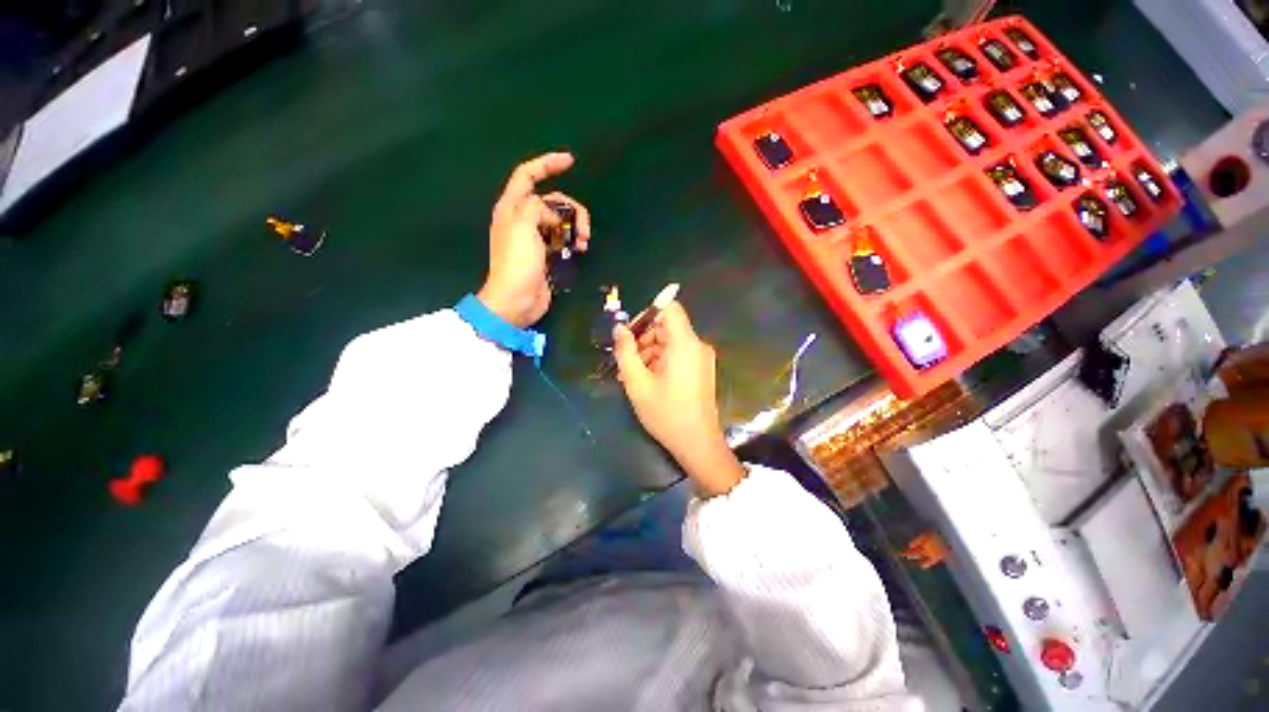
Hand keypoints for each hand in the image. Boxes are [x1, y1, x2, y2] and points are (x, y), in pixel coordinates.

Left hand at [477, 152, 591, 327]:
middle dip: (572, 209)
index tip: (570, 161)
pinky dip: (572, 241)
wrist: (516, 300)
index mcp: (512, 207)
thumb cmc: (517, 262)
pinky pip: (562, 239)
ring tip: (582, 243)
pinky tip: (579, 250)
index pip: (527, 175)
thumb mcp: (523, 226)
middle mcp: (522, 219)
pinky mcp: (545, 255)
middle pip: (552, 201)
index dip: (547, 164)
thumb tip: (554, 216)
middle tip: (583, 230)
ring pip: (561, 221)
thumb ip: (538, 207)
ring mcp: (535, 238)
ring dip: (575, 227)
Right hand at [613, 302, 745, 496]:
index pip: (670, 308)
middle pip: (667, 327)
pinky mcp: (701, 370)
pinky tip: (645, 380)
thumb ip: (625, 352)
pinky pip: (678, 355)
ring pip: (670, 342)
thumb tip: (619, 329)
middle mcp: (697, 345)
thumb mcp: (637, 383)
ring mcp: (701, 358)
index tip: (630, 333)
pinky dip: (660, 361)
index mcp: (684, 343)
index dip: (648, 314)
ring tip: (629, 375)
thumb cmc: (666, 413)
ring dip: (649, 352)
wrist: (698, 443)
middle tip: (624, 360)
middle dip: (643, 339)